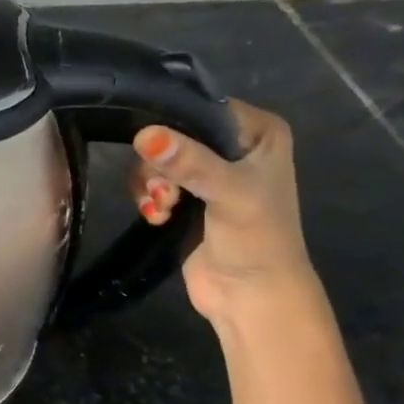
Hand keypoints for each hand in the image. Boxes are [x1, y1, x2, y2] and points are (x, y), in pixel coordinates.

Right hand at [130, 98, 317, 326]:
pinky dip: (148, 199)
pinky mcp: (187, 200)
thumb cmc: (255, 240)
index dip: (172, 124)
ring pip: (157, 161)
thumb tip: (144, 135)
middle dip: (159, 165)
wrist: (251, 297)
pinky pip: (152, 184)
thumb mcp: (228, 194)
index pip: (203, 107)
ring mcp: (209, 175)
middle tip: (166, 193)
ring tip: (161, 209)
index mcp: (258, 132)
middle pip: (173, 135)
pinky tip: (156, 217)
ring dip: (151, 185)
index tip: (153, 149)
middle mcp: (234, 147)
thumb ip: (190, 163)